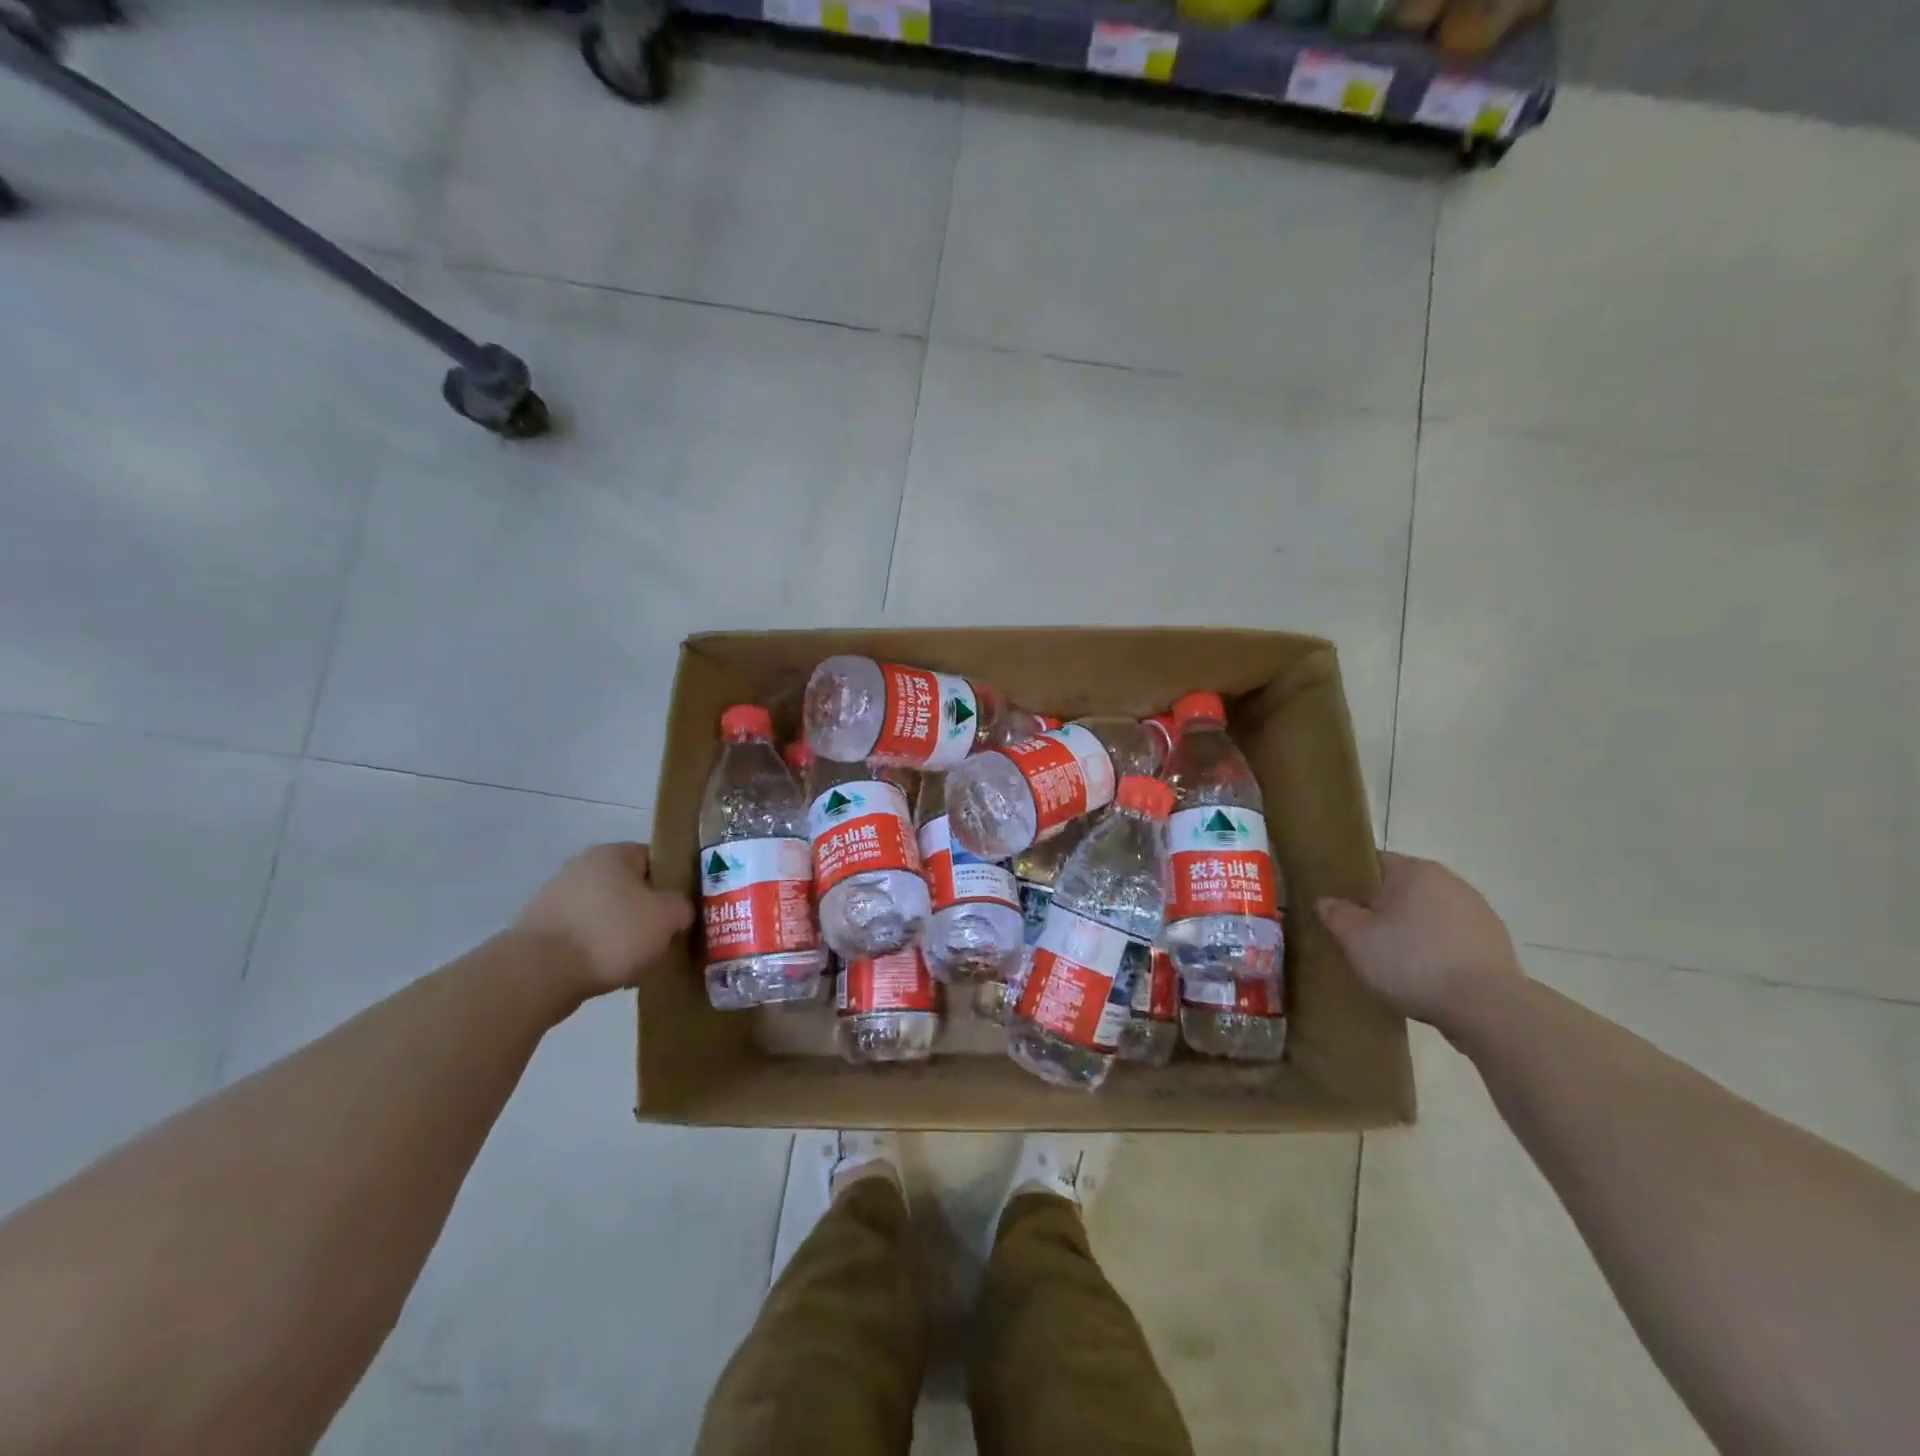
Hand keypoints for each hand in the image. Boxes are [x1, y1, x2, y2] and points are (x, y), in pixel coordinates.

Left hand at [515, 843, 692, 996]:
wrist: (537, 974)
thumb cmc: (611, 934)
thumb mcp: (667, 916)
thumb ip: (682, 906)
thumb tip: (678, 911)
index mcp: (613, 854)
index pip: (655, 858)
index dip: (674, 882)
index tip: (684, 909)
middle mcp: (582, 868)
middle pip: (630, 887)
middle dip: (648, 912)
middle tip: (666, 937)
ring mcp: (556, 899)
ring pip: (607, 914)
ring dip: (623, 934)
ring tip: (638, 962)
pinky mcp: (541, 931)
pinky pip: (584, 937)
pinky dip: (598, 952)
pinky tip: (610, 974)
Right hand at [1317, 852, 1522, 1029]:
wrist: (1487, 1008)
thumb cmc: (1413, 963)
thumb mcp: (1357, 940)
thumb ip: (1336, 914)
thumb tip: (1327, 901)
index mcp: (1415, 871)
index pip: (1374, 862)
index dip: (1352, 881)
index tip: (1340, 906)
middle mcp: (1450, 881)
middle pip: (1403, 888)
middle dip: (1383, 908)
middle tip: (1362, 936)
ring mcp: (1479, 911)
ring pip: (1429, 913)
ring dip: (1412, 929)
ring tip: (1395, 961)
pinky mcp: (1496, 941)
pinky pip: (1453, 937)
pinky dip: (1438, 949)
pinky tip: (1427, 975)